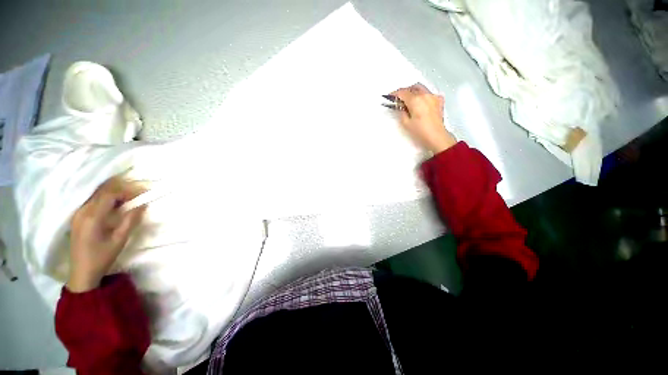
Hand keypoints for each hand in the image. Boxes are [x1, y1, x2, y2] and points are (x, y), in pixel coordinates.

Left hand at [67, 177, 145, 292]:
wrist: (82, 272)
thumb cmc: (102, 257)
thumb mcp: (120, 240)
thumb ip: (130, 220)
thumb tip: (142, 205)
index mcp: (92, 217)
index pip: (109, 195)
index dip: (126, 192)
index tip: (140, 196)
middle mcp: (82, 211)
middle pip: (101, 192)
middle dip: (120, 191)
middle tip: (136, 196)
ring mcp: (77, 214)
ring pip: (96, 195)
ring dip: (113, 195)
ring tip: (127, 201)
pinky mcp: (77, 217)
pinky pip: (91, 201)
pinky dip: (105, 200)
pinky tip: (113, 206)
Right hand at [389, 83, 456, 153]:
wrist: (436, 137)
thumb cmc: (421, 131)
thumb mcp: (406, 123)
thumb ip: (401, 112)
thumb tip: (401, 107)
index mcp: (415, 100)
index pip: (402, 92)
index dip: (394, 94)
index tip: (390, 96)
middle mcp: (425, 95)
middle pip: (412, 88)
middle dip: (405, 91)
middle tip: (398, 99)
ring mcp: (433, 97)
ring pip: (421, 89)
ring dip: (413, 92)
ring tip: (409, 101)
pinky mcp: (439, 101)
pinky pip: (429, 94)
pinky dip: (423, 96)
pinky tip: (420, 103)